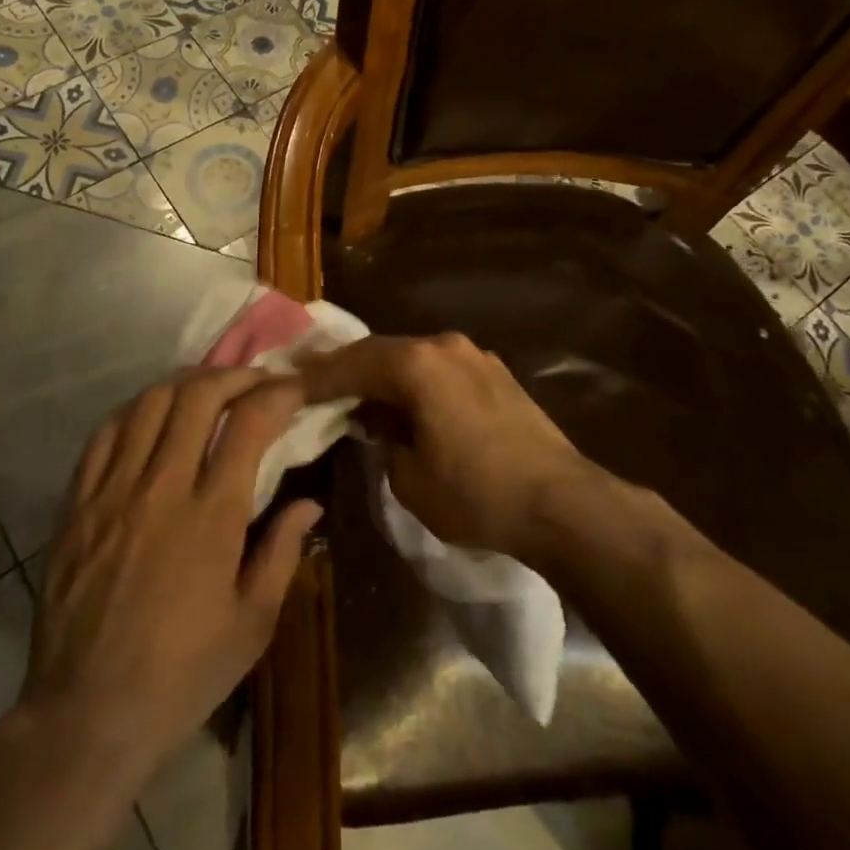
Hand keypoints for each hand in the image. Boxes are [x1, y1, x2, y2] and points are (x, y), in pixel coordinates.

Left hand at [21, 368, 322, 773]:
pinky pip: (104, 433)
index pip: (248, 423)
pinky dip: (135, 410)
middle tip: (255, 380)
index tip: (294, 388)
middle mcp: (160, 489)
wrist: (86, 714)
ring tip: (208, 389)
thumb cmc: (182, 675)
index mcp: (211, 518)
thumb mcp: (252, 625)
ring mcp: (112, 491)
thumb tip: (310, 502)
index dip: (277, 393)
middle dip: (234, 375)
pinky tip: (152, 416)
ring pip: (149, 403)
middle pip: (197, 396)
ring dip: (186, 383)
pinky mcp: (77, 503)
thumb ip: (283, 552)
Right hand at [297, 332, 591, 558]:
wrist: (562, 503)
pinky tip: (406, 403)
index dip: (317, 377)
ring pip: (413, 358)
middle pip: (381, 351)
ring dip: (383, 375)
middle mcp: (444, 346)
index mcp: (417, 364)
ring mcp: (475, 356)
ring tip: (357, 394)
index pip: (352, 363)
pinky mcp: (496, 374)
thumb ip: (384, 440)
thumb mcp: (409, 478)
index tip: (287, 384)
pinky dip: (415, 382)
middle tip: (313, 381)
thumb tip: (384, 424)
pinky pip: (440, 369)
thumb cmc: (476, 494)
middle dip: (347, 369)